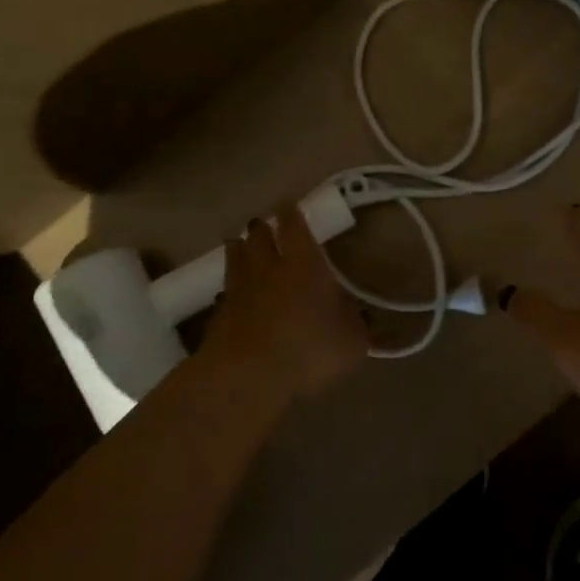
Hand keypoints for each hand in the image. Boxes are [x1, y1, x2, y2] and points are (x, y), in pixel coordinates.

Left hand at [200, 207, 367, 404]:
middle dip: (262, 228)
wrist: (248, 377)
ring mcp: (239, 292)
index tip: (287, 202)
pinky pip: (226, 292)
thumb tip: (361, 314)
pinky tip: (231, 292)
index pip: (295, 228)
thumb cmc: (309, 350)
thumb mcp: (352, 342)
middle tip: (263, 223)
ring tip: (239, 243)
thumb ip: (356, 324)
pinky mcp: (218, 317)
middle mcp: (269, 269)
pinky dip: (230, 288)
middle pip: (260, 238)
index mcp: (304, 265)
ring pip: (236, 260)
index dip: (291, 214)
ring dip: (239, 250)